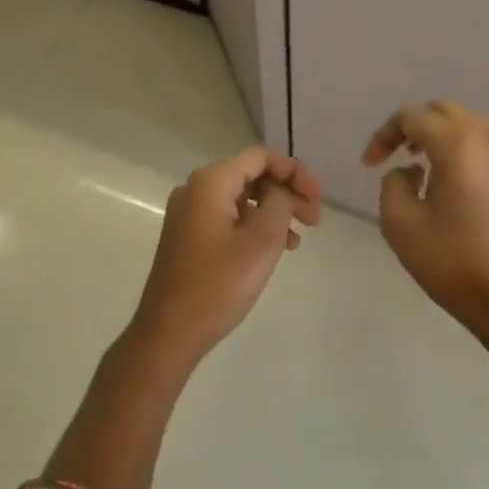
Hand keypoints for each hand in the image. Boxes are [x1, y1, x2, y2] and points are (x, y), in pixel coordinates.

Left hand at [129, 146, 322, 365]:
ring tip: (298, 240)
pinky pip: (228, 219)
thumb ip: (280, 203)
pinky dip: (254, 227)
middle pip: (251, 175)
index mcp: (210, 183)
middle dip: (286, 192)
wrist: (171, 331)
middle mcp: (195, 191)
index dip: (295, 173)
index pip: (261, 157)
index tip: (317, 201)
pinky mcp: (188, 238)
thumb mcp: (262, 240)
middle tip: (314, 221)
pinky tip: (274, 250)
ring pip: (241, 199)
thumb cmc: (219, 284)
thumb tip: (281, 192)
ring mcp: (188, 215)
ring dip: (274, 212)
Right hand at [362, 101, 488, 348]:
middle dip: (414, 128)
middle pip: (445, 112)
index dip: (384, 135)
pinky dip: (463, 153)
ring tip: (422, 167)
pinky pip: (486, 149)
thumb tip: (409, 173)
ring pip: (470, 127)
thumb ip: (393, 184)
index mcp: (457, 145)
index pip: (412, 117)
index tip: (369, 164)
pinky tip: (451, 184)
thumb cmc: (451, 261)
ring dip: (441, 138)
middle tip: (396, 155)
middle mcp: (488, 140)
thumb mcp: (400, 224)